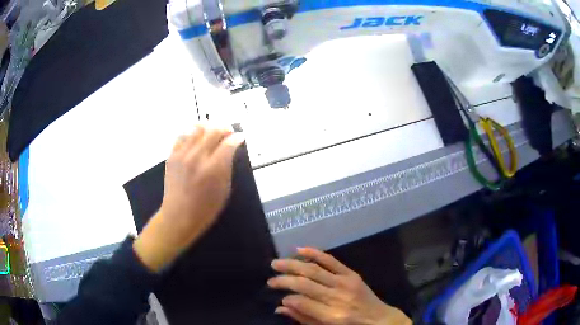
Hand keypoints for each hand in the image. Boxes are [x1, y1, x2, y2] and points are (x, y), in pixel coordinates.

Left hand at [133, 125, 243, 271]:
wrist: (178, 216)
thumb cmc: (205, 209)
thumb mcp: (224, 190)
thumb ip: (227, 167)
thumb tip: (231, 149)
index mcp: (213, 169)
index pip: (229, 143)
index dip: (238, 137)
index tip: (241, 137)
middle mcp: (197, 157)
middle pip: (214, 131)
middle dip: (225, 128)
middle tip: (229, 132)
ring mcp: (182, 155)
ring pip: (197, 128)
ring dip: (208, 126)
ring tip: (213, 130)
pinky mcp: (172, 156)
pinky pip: (182, 135)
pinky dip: (192, 132)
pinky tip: (196, 136)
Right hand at [268, 248, 410, 324]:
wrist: (378, 319)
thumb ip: (303, 318)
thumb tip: (280, 307)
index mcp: (331, 316)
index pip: (302, 302)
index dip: (287, 298)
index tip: (278, 296)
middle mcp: (337, 297)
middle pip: (305, 284)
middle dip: (284, 280)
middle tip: (270, 279)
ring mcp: (345, 283)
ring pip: (314, 270)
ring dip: (293, 265)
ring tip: (276, 263)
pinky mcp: (351, 274)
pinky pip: (330, 260)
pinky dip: (314, 253)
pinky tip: (299, 250)